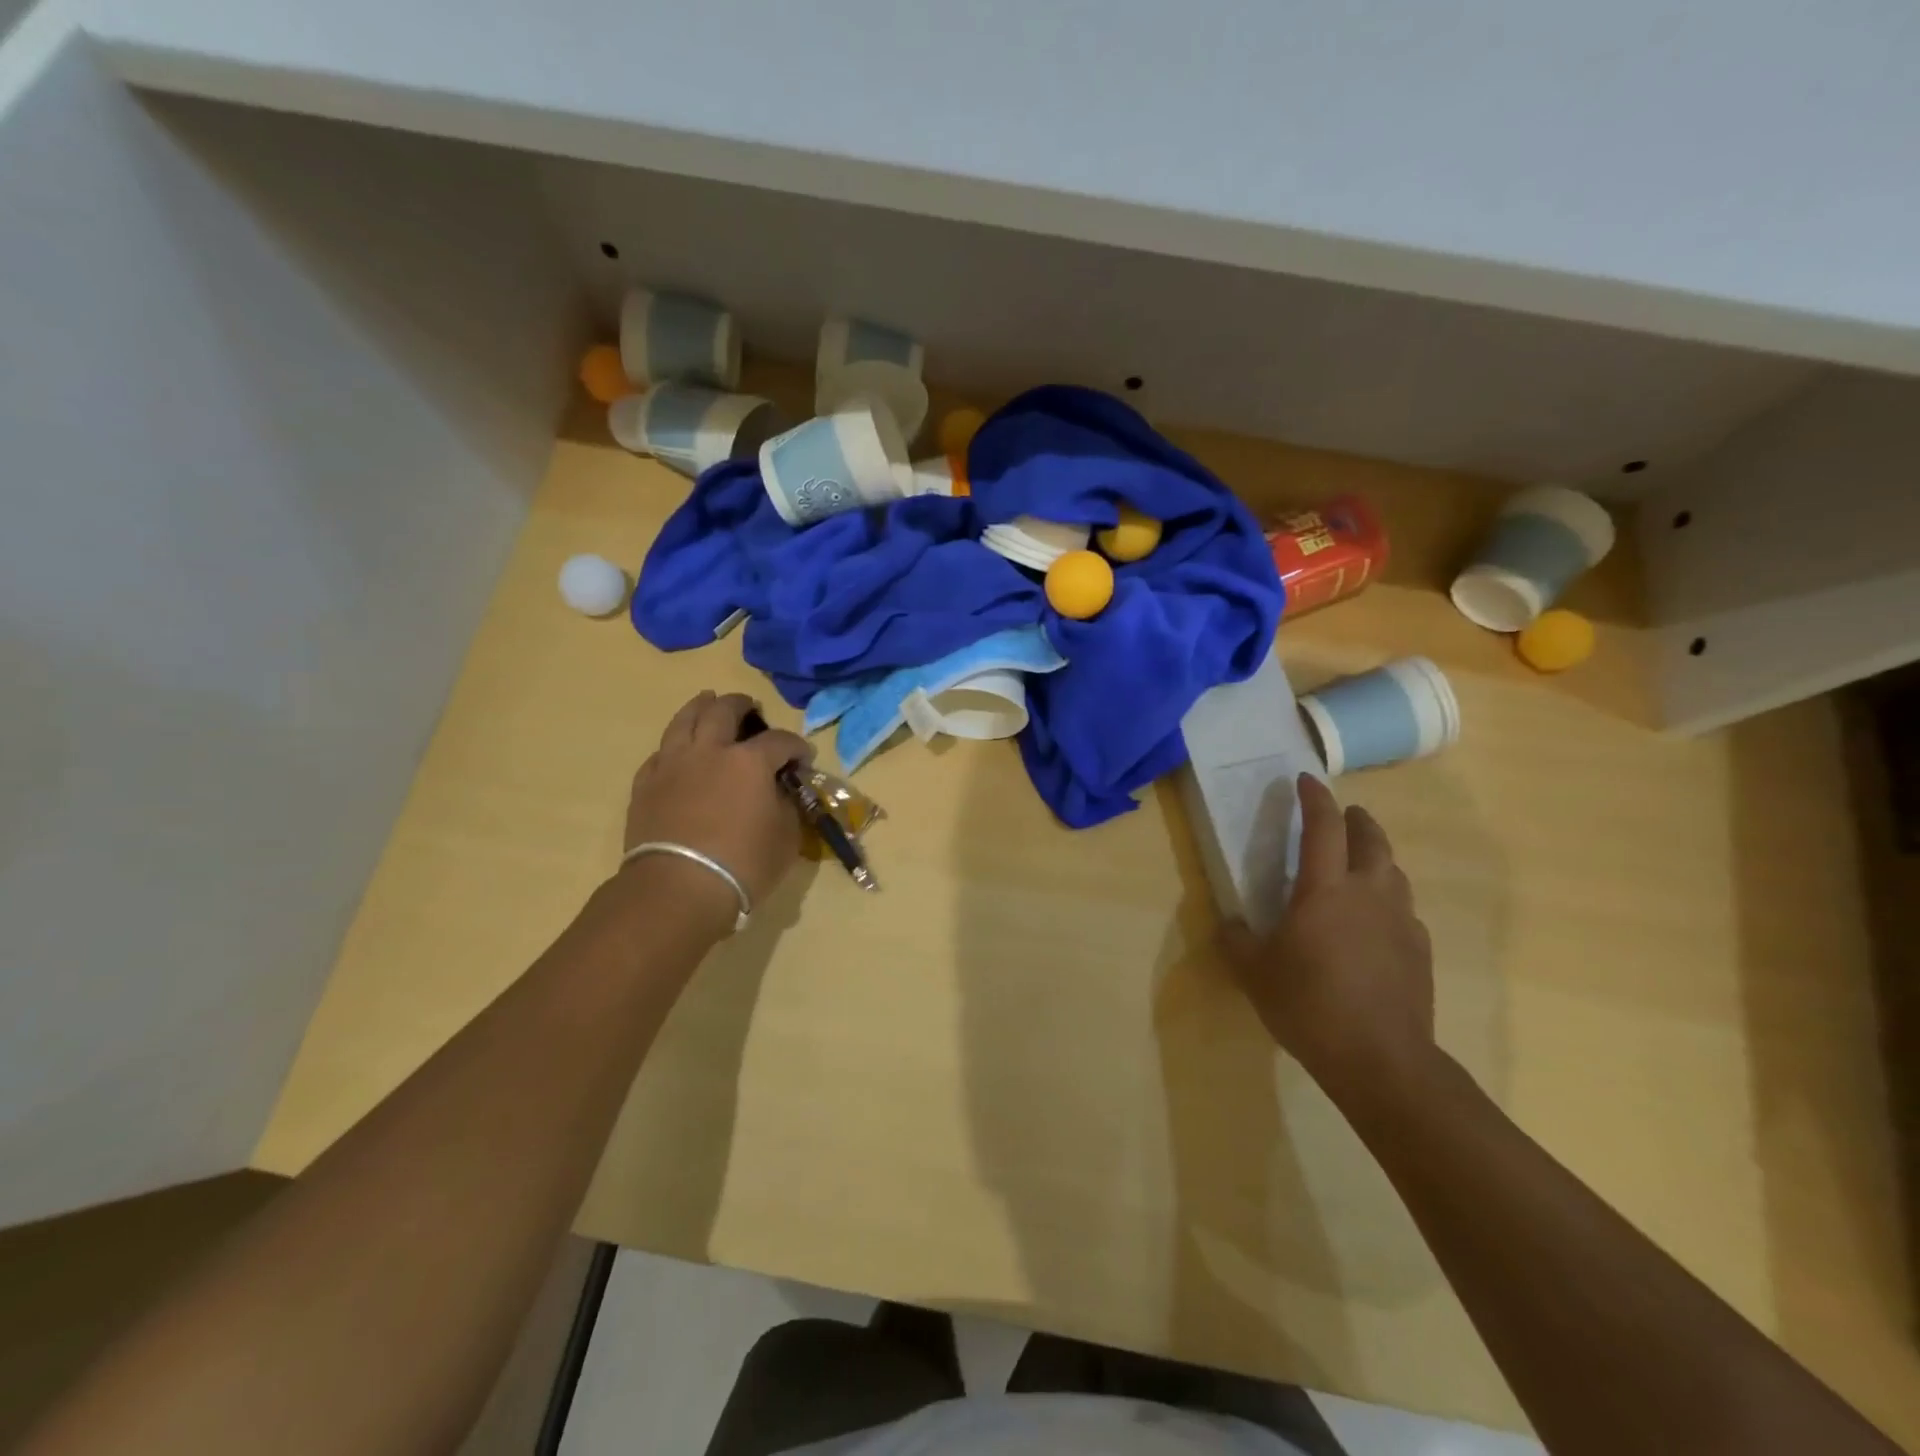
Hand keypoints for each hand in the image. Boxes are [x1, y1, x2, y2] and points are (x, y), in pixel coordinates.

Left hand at [620, 691, 813, 931]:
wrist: (677, 888)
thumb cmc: (743, 864)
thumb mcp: (786, 837)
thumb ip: (788, 806)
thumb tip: (782, 792)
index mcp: (749, 761)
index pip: (780, 740)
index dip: (797, 747)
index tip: (803, 759)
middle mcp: (709, 751)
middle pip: (724, 711)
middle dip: (742, 705)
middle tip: (751, 707)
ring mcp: (672, 764)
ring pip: (684, 720)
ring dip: (700, 707)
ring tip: (708, 701)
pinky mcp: (645, 785)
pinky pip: (660, 753)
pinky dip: (674, 746)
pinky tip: (678, 751)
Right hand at [1222, 774, 1436, 1099]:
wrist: (1380, 1059)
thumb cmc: (1308, 1004)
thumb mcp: (1253, 971)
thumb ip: (1236, 939)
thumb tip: (1228, 922)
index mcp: (1325, 889)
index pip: (1323, 827)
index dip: (1314, 798)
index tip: (1306, 780)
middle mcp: (1369, 893)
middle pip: (1371, 839)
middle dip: (1356, 819)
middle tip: (1343, 814)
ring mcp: (1401, 921)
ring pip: (1394, 872)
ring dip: (1376, 857)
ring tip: (1358, 864)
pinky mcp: (1419, 950)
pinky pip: (1404, 909)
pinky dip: (1388, 899)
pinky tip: (1375, 921)